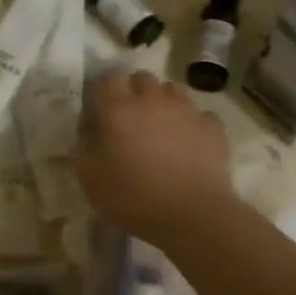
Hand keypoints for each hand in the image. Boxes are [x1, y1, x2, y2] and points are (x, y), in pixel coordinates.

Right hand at [73, 72, 233, 245]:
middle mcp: (153, 100)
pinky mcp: (213, 128)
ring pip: (173, 91)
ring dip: (164, 103)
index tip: (99, 114)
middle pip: (142, 79)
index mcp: (119, 109)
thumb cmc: (134, 196)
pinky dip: (192, 125)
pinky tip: (189, 144)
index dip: (102, 92)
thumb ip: (82, 151)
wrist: (193, 215)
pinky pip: (200, 116)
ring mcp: (187, 111)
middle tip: (130, 120)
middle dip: (134, 92)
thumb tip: (85, 139)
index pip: (107, 79)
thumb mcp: (90, 180)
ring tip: (161, 129)